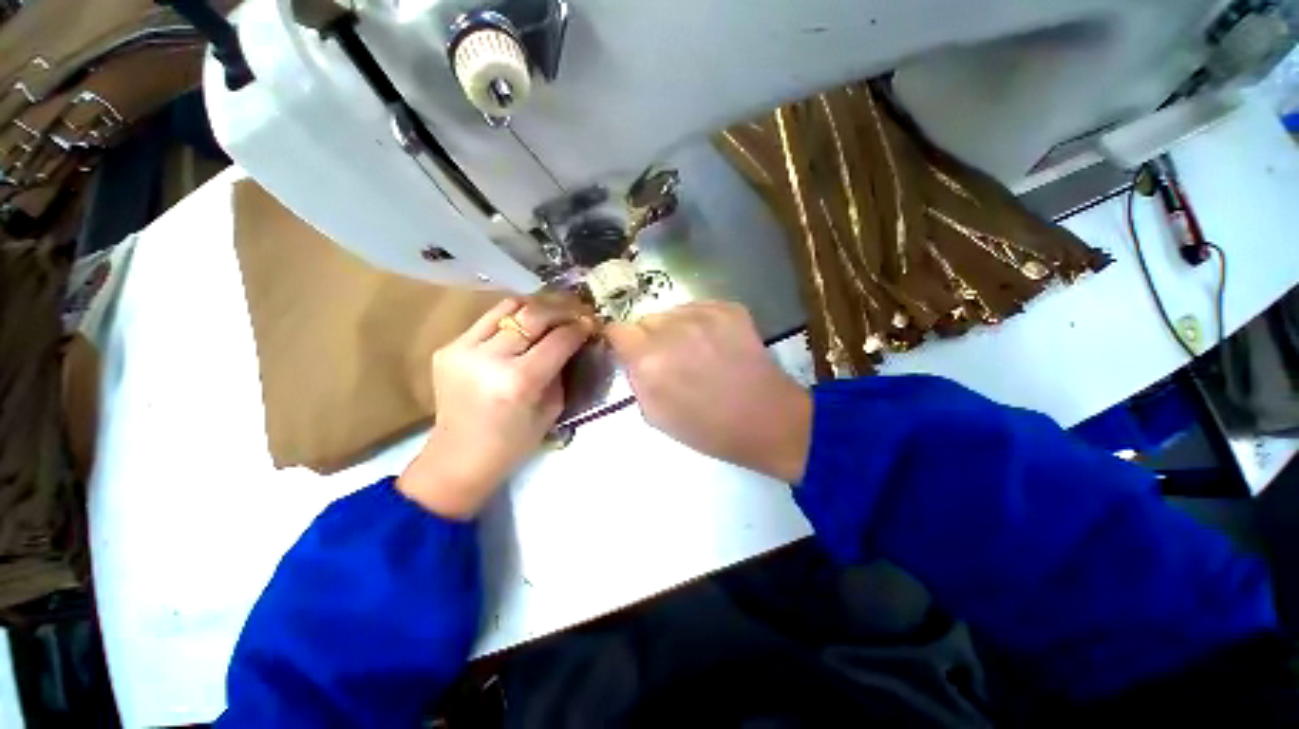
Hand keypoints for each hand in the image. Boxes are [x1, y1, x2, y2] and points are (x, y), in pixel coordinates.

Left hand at [399, 297, 591, 518]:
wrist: (458, 458)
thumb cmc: (514, 443)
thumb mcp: (552, 409)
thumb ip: (562, 370)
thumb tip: (573, 341)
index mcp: (519, 381)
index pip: (558, 339)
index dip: (579, 328)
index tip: (590, 323)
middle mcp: (489, 358)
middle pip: (533, 315)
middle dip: (560, 310)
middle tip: (575, 312)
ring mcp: (462, 349)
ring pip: (507, 307)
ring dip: (535, 307)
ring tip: (550, 313)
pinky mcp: (448, 348)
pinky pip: (487, 320)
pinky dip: (511, 320)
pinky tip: (521, 329)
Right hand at [605, 301, 811, 482]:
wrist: (766, 420)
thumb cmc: (707, 428)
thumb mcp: (655, 416)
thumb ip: (636, 380)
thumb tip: (632, 359)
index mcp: (648, 359)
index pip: (618, 330)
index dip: (622, 342)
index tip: (631, 352)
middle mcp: (671, 328)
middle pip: (646, 319)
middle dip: (650, 337)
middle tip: (670, 359)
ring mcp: (703, 314)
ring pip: (673, 312)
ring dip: (675, 329)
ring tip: (697, 352)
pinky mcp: (729, 308)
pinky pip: (700, 308)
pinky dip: (701, 323)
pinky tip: (717, 345)